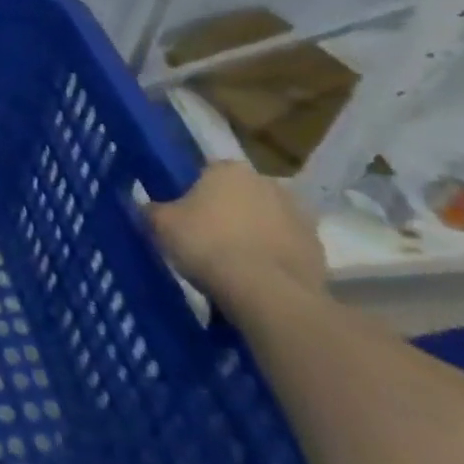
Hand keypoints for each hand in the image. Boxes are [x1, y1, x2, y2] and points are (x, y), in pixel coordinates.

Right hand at [146, 159, 326, 300]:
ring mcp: (300, 217)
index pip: (207, 172)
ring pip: (267, 221)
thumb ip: (150, 209)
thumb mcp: (160, 224)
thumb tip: (144, 206)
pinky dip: (273, 259)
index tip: (184, 215)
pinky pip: (286, 249)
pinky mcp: (320, 251)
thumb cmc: (207, 244)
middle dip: (227, 211)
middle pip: (241, 195)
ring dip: (254, 234)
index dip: (194, 193)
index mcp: (229, 169)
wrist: (268, 293)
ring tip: (233, 263)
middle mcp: (268, 183)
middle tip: (207, 238)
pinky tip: (256, 279)